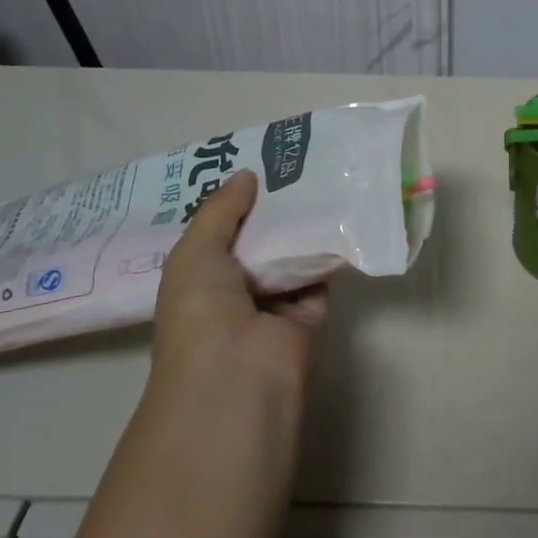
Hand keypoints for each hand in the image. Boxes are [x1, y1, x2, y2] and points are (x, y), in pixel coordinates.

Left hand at [149, 170, 325, 408]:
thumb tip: (248, 174)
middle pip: (259, 241)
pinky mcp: (310, 314)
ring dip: (304, 225)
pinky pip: (321, 274)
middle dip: (273, 208)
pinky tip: (342, 212)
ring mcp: (274, 304)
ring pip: (292, 255)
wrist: (238, 376)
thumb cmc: (201, 313)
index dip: (233, 202)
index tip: (255, 164)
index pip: (218, 233)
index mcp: (199, 280)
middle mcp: (235, 291)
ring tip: (323, 175)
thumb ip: (220, 211)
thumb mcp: (195, 253)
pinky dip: (331, 250)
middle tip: (295, 161)